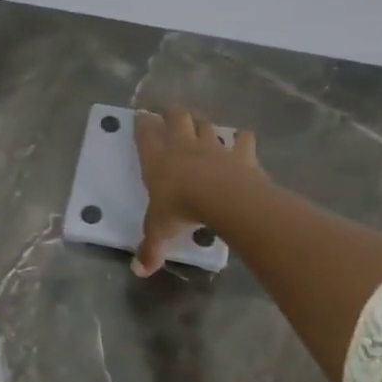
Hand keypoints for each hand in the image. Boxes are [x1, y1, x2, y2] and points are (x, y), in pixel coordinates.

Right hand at [133, 105, 261, 275]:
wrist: (224, 199)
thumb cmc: (181, 210)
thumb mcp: (160, 231)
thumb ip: (150, 248)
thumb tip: (140, 271)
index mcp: (157, 160)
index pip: (145, 135)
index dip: (142, 124)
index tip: (140, 116)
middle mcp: (183, 146)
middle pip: (176, 118)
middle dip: (171, 112)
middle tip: (169, 111)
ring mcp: (213, 147)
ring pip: (206, 125)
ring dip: (202, 122)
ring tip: (199, 121)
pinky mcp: (240, 154)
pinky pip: (242, 140)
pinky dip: (241, 138)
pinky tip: (242, 138)